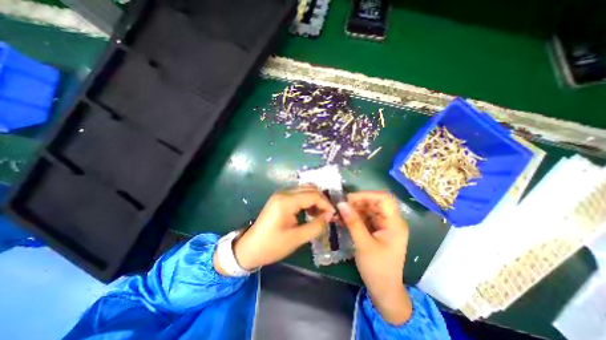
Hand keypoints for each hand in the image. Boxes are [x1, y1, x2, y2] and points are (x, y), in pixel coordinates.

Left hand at [213, 184, 335, 274]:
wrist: (249, 248)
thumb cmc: (272, 246)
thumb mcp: (296, 238)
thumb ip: (316, 226)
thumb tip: (330, 216)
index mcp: (286, 201)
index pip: (312, 195)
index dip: (326, 204)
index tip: (334, 215)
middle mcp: (284, 193)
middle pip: (309, 189)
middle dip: (321, 200)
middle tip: (329, 214)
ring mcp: (281, 195)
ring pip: (304, 190)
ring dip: (315, 200)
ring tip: (320, 214)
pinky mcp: (280, 199)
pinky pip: (298, 195)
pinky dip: (307, 201)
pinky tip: (310, 212)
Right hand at [336, 190, 410, 325]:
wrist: (384, 291)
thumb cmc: (377, 269)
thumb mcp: (363, 244)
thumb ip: (353, 222)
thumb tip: (341, 204)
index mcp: (395, 223)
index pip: (384, 198)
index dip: (367, 195)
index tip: (350, 199)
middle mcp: (392, 221)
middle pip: (376, 202)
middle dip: (359, 202)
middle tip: (342, 206)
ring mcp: (385, 226)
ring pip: (370, 209)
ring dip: (355, 209)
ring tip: (341, 213)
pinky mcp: (378, 230)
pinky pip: (367, 218)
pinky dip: (356, 217)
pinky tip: (345, 220)